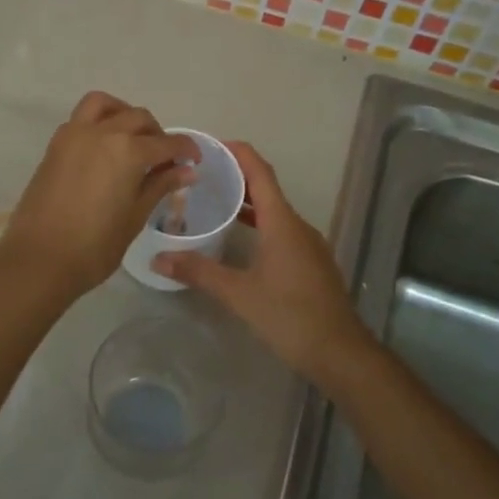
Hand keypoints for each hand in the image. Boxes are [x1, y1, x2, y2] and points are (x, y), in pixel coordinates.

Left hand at [0, 92, 197, 300]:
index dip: (186, 149)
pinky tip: (105, 151)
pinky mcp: (55, 145)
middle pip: (138, 118)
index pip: (167, 142)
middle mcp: (102, 133)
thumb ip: (160, 186)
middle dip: (157, 134)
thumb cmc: (94, 246)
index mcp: (128, 151)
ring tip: (132, 140)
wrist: (39, 259)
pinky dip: (99, 123)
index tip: (194, 161)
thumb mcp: (135, 217)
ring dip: (124, 114)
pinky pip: (81, 119)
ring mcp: (74, 135)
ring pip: (104, 105)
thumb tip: (187, 171)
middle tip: (164, 159)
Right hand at [152, 142, 371, 384]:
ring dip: (247, 203)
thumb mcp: (239, 294)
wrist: (340, 353)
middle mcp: (298, 226)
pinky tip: (240, 240)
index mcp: (282, 223)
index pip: (260, 173)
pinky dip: (259, 224)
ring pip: (274, 212)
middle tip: (201, 176)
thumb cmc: (290, 316)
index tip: (211, 145)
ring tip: (214, 203)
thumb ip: (199, 272)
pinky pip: (281, 231)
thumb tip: (158, 259)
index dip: (238, 153)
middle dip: (236, 177)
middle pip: (266, 189)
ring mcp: (308, 245)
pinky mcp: (310, 263)